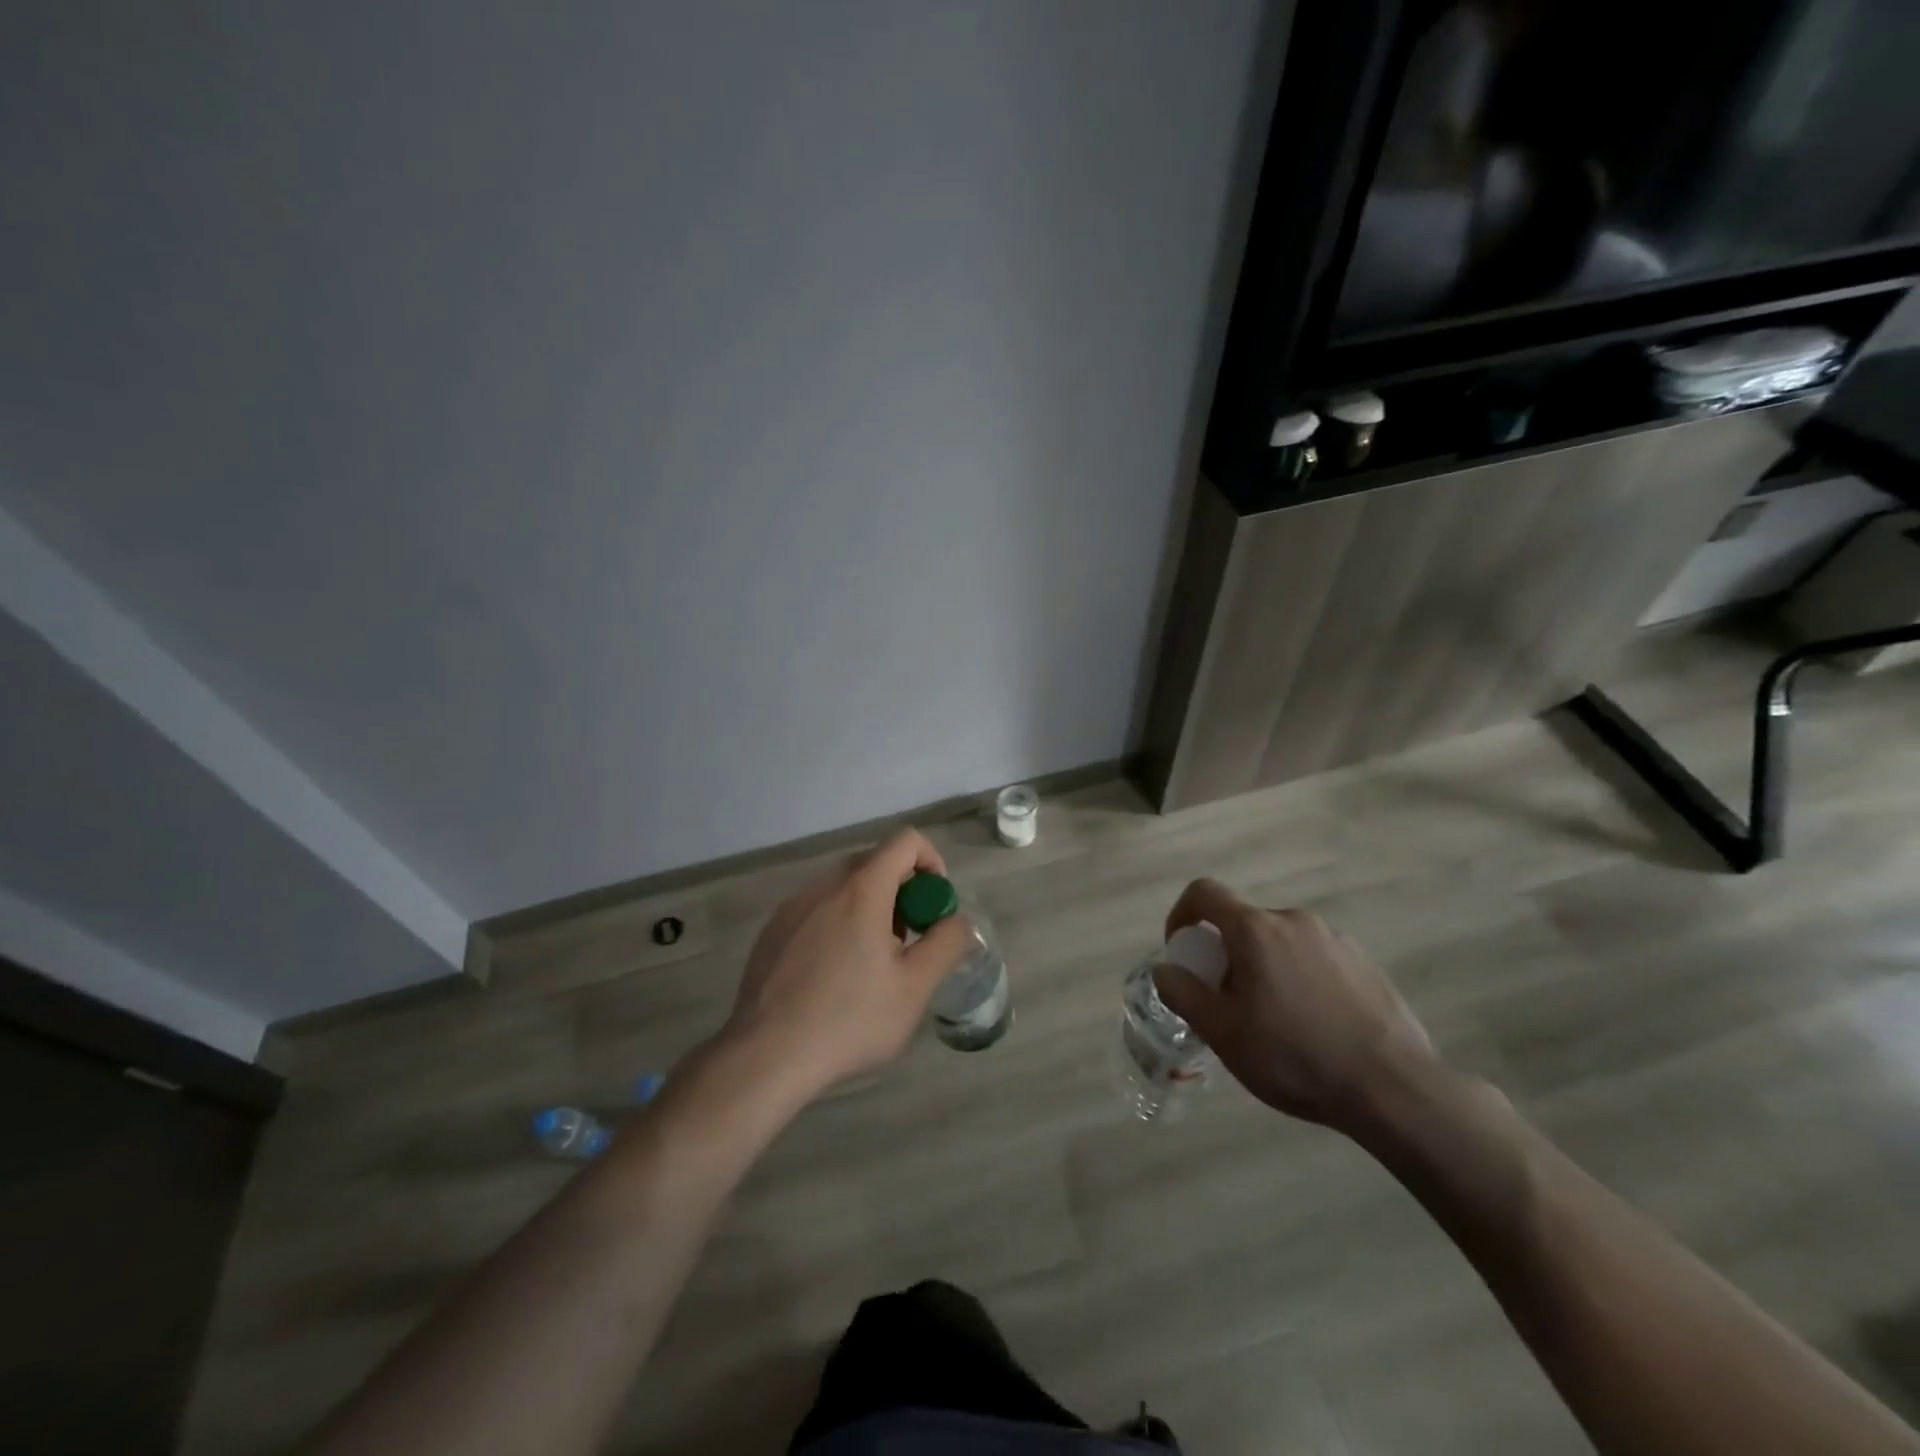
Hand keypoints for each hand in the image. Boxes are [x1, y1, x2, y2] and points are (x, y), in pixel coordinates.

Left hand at [719, 828, 971, 1103]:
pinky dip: (837, 924)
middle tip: (907, 941)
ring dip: (869, 908)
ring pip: (843, 888)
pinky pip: (816, 910)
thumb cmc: (849, 1020)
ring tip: (871, 964)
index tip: (934, 905)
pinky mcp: (772, 931)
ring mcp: (792, 907)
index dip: (931, 862)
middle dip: (902, 890)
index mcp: (862, 889)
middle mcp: (824, 886)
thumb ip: (945, 943)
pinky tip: (832, 977)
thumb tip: (956, 920)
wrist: (766, 1056)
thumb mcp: (914, 987)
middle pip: (874, 862)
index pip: (906, 841)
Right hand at [1152, 879, 1439, 1135]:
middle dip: (1227, 954)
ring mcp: (1336, 939)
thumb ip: (1183, 993)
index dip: (1182, 913)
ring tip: (1275, 1020)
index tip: (1182, 951)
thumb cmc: (1295, 1057)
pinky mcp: (1366, 963)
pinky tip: (1316, 1026)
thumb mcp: (1223, 1033)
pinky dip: (1301, 978)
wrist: (1394, 1090)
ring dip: (1265, 967)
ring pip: (1281, 942)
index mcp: (1256, 929)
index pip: (1204, 892)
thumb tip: (1165, 968)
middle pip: (1244, 922)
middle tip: (1229, 1002)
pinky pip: (1316, 958)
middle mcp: (1295, 921)